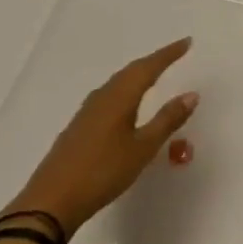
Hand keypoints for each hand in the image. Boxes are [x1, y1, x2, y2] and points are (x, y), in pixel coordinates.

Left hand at [0, 38, 198, 237]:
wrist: (50, 201)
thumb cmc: (102, 172)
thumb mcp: (142, 149)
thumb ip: (167, 120)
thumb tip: (191, 94)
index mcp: (120, 96)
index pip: (149, 67)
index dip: (169, 54)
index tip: (187, 42)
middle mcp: (103, 96)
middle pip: (132, 70)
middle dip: (154, 61)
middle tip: (174, 54)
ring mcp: (87, 111)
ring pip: (118, 82)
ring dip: (138, 74)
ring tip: (153, 74)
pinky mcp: (79, 126)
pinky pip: (109, 95)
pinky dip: (125, 90)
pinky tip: (125, 103)